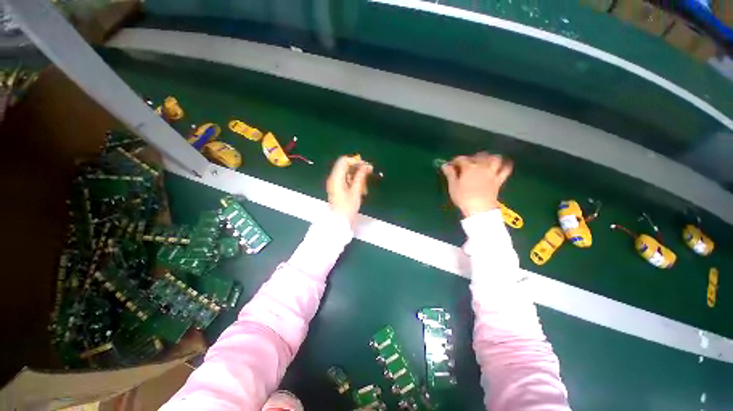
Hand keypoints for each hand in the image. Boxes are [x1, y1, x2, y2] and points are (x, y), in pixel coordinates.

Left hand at [327, 156, 372, 222]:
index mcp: (336, 177)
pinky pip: (345, 178)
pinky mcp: (337, 187)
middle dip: (358, 167)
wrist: (339, 220)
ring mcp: (334, 182)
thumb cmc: (347, 207)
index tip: (366, 165)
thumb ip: (361, 176)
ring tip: (365, 181)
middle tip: (369, 171)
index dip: (356, 161)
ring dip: (356, 174)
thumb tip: (366, 165)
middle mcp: (334, 178)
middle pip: (345, 165)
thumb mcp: (356, 191)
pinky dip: (353, 179)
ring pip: (346, 172)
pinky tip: (360, 186)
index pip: (344, 161)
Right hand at [441, 152, 512, 217]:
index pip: (461, 159)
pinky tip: (503, 164)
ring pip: (494, 159)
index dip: (455, 161)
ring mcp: (492, 172)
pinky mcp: (499, 179)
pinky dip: (506, 165)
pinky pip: (506, 169)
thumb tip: (445, 165)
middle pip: (478, 156)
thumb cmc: (463, 197)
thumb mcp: (453, 186)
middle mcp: (481, 166)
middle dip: (472, 157)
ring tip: (485, 160)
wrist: (480, 208)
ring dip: (490, 157)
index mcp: (469, 167)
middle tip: (467, 163)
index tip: (451, 165)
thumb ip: (450, 174)